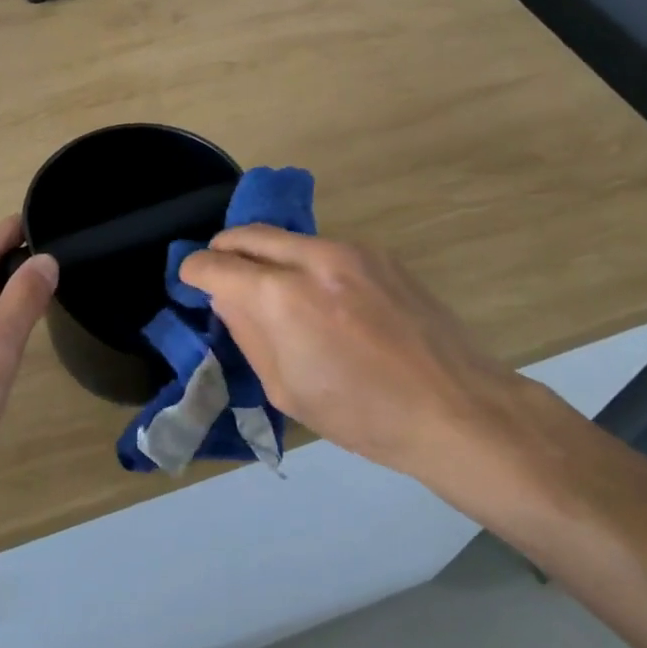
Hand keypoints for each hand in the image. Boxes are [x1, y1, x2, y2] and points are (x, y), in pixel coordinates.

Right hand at [179, 227, 583, 516]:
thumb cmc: (363, 415)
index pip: (217, 265)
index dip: (194, 270)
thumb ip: (249, 334)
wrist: (455, 406)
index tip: (191, 280)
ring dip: (266, 255)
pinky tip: (320, 296)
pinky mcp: (379, 253)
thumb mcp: (287, 389)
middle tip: (220, 274)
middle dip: (224, 249)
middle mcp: (312, 259)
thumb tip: (227, 298)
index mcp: (282, 299)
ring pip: (287, 237)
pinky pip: (323, 247)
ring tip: (271, 289)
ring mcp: (350, 250)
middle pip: (247, 233)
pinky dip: (304, 262)